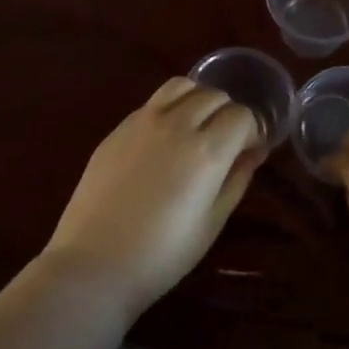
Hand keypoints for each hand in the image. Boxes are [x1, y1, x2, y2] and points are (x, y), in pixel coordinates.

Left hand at [43, 78, 263, 317]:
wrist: (94, 263)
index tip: (249, 151)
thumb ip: (237, 180)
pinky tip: (165, 138)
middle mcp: (177, 124)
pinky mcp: (118, 127)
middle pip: (215, 95)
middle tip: (226, 141)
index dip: (252, 131)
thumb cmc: (162, 254)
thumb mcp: (212, 223)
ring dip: (199, 99)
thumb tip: (253, 153)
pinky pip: (154, 102)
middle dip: (228, 113)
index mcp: (206, 150)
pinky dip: (171, 107)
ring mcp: (143, 121)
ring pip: (182, 85)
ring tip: (197, 126)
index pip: (242, 115)